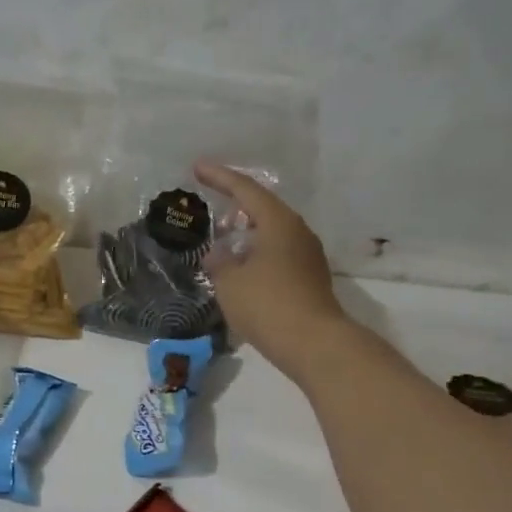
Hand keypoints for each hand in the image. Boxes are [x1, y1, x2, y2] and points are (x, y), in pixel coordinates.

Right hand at [194, 162, 346, 382]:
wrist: (314, 343)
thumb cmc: (267, 304)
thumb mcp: (230, 282)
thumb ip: (219, 262)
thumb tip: (218, 254)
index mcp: (277, 222)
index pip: (245, 189)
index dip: (219, 177)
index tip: (197, 168)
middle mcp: (297, 231)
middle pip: (263, 207)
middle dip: (235, 203)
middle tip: (211, 202)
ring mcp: (308, 255)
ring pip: (272, 231)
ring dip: (247, 230)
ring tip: (223, 237)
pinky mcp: (309, 277)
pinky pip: (278, 252)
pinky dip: (257, 251)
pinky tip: (242, 265)